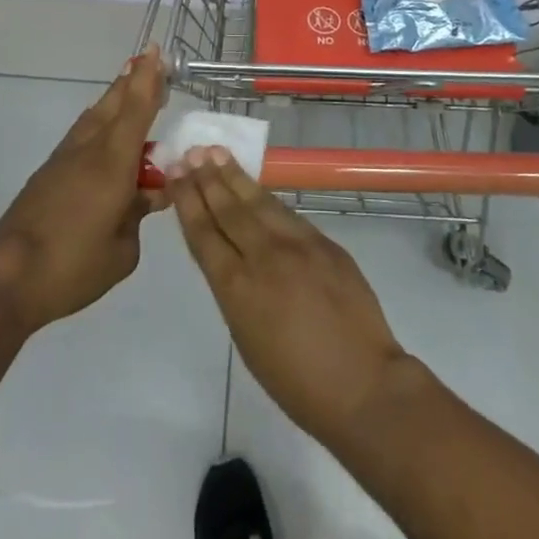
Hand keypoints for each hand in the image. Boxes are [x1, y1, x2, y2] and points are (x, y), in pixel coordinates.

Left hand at [0, 47, 166, 332]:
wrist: (8, 279)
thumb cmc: (73, 266)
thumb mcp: (123, 250)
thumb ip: (139, 214)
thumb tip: (149, 195)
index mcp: (112, 162)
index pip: (136, 109)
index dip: (148, 79)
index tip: (155, 51)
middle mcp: (88, 150)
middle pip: (114, 104)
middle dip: (133, 81)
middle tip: (150, 62)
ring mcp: (64, 160)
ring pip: (94, 117)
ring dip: (114, 99)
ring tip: (129, 88)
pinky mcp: (48, 175)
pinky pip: (82, 136)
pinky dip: (100, 123)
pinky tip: (105, 133)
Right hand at [168, 148, 411, 446]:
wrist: (363, 385)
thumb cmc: (296, 382)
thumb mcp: (247, 337)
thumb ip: (235, 290)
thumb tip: (231, 257)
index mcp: (237, 288)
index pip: (204, 233)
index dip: (187, 201)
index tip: (175, 173)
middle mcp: (264, 257)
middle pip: (229, 209)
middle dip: (206, 179)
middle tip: (191, 153)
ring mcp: (298, 245)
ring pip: (258, 202)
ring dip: (234, 177)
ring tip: (216, 153)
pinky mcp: (325, 242)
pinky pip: (287, 214)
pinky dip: (266, 197)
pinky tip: (255, 186)